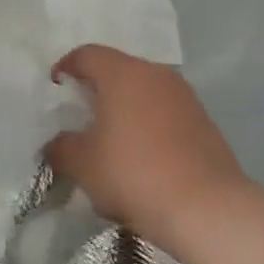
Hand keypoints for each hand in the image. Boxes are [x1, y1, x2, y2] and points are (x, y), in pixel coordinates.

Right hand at [48, 46, 247, 253]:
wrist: (207, 209)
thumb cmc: (134, 174)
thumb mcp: (83, 164)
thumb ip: (61, 147)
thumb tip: (57, 144)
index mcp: (123, 73)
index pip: (87, 54)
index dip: (66, 66)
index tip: (56, 87)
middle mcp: (156, 75)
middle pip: (118, 69)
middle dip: (97, 88)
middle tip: (80, 113)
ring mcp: (185, 97)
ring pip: (144, 91)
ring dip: (125, 107)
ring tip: (111, 137)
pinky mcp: (204, 122)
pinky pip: (165, 112)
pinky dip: (148, 124)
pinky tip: (141, 155)